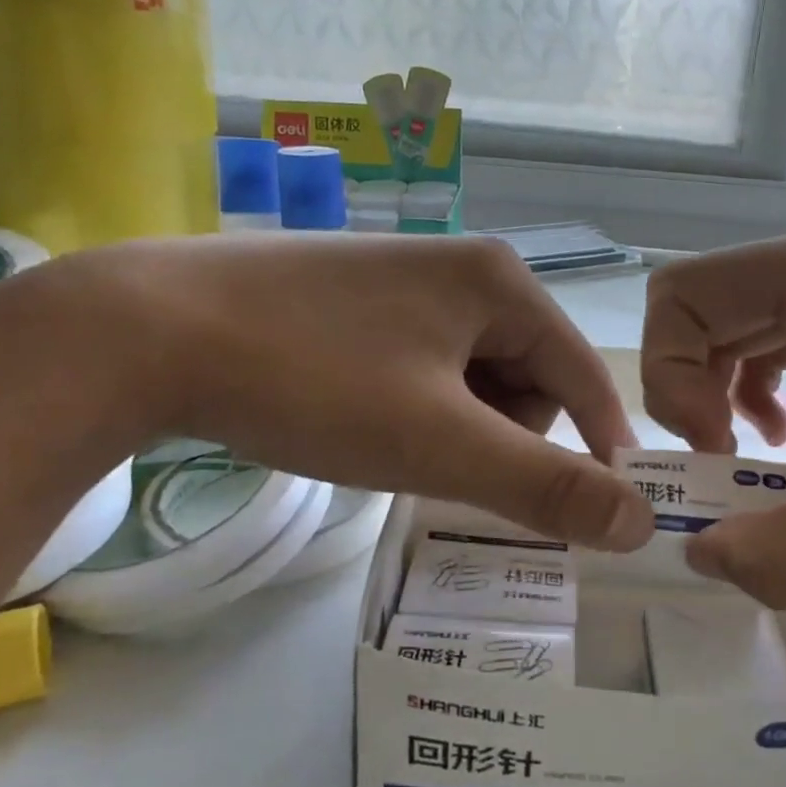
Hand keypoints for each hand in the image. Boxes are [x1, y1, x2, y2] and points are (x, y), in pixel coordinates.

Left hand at [46, 233, 655, 550]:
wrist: (145, 329)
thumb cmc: (314, 381)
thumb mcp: (441, 444)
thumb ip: (547, 486)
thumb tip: (640, 521)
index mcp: (500, 281)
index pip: (584, 374)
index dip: (600, 447)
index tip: (604, 515)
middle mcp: (463, 266)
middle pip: (527, 376)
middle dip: (503, 437)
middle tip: (446, 473)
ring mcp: (406, 277)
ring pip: (472, 376)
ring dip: (456, 427)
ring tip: (396, 450)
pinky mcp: (359, 298)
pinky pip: (424, 364)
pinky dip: (416, 407)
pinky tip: (365, 422)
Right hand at [641, 226, 785, 606]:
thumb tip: (702, 563)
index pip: (681, 295)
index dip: (670, 375)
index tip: (718, 451)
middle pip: (702, 306)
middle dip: (687, 386)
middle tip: (721, 462)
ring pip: (740, 321)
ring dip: (719, 387)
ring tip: (748, 453)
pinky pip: (785, 336)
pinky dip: (761, 383)